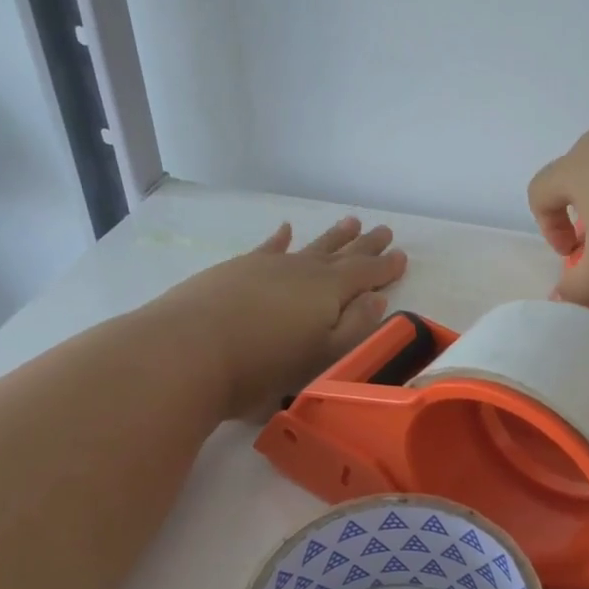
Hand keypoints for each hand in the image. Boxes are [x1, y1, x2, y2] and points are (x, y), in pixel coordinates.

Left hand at [158, 216, 407, 416]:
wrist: (187, 352)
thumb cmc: (263, 366)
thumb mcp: (323, 355)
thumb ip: (356, 327)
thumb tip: (377, 298)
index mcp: (329, 291)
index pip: (366, 274)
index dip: (385, 266)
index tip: (402, 255)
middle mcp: (302, 270)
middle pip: (341, 253)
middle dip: (364, 245)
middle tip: (383, 230)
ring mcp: (266, 266)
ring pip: (309, 246)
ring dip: (331, 236)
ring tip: (350, 221)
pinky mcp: (235, 270)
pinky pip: (267, 248)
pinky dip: (279, 239)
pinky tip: (285, 230)